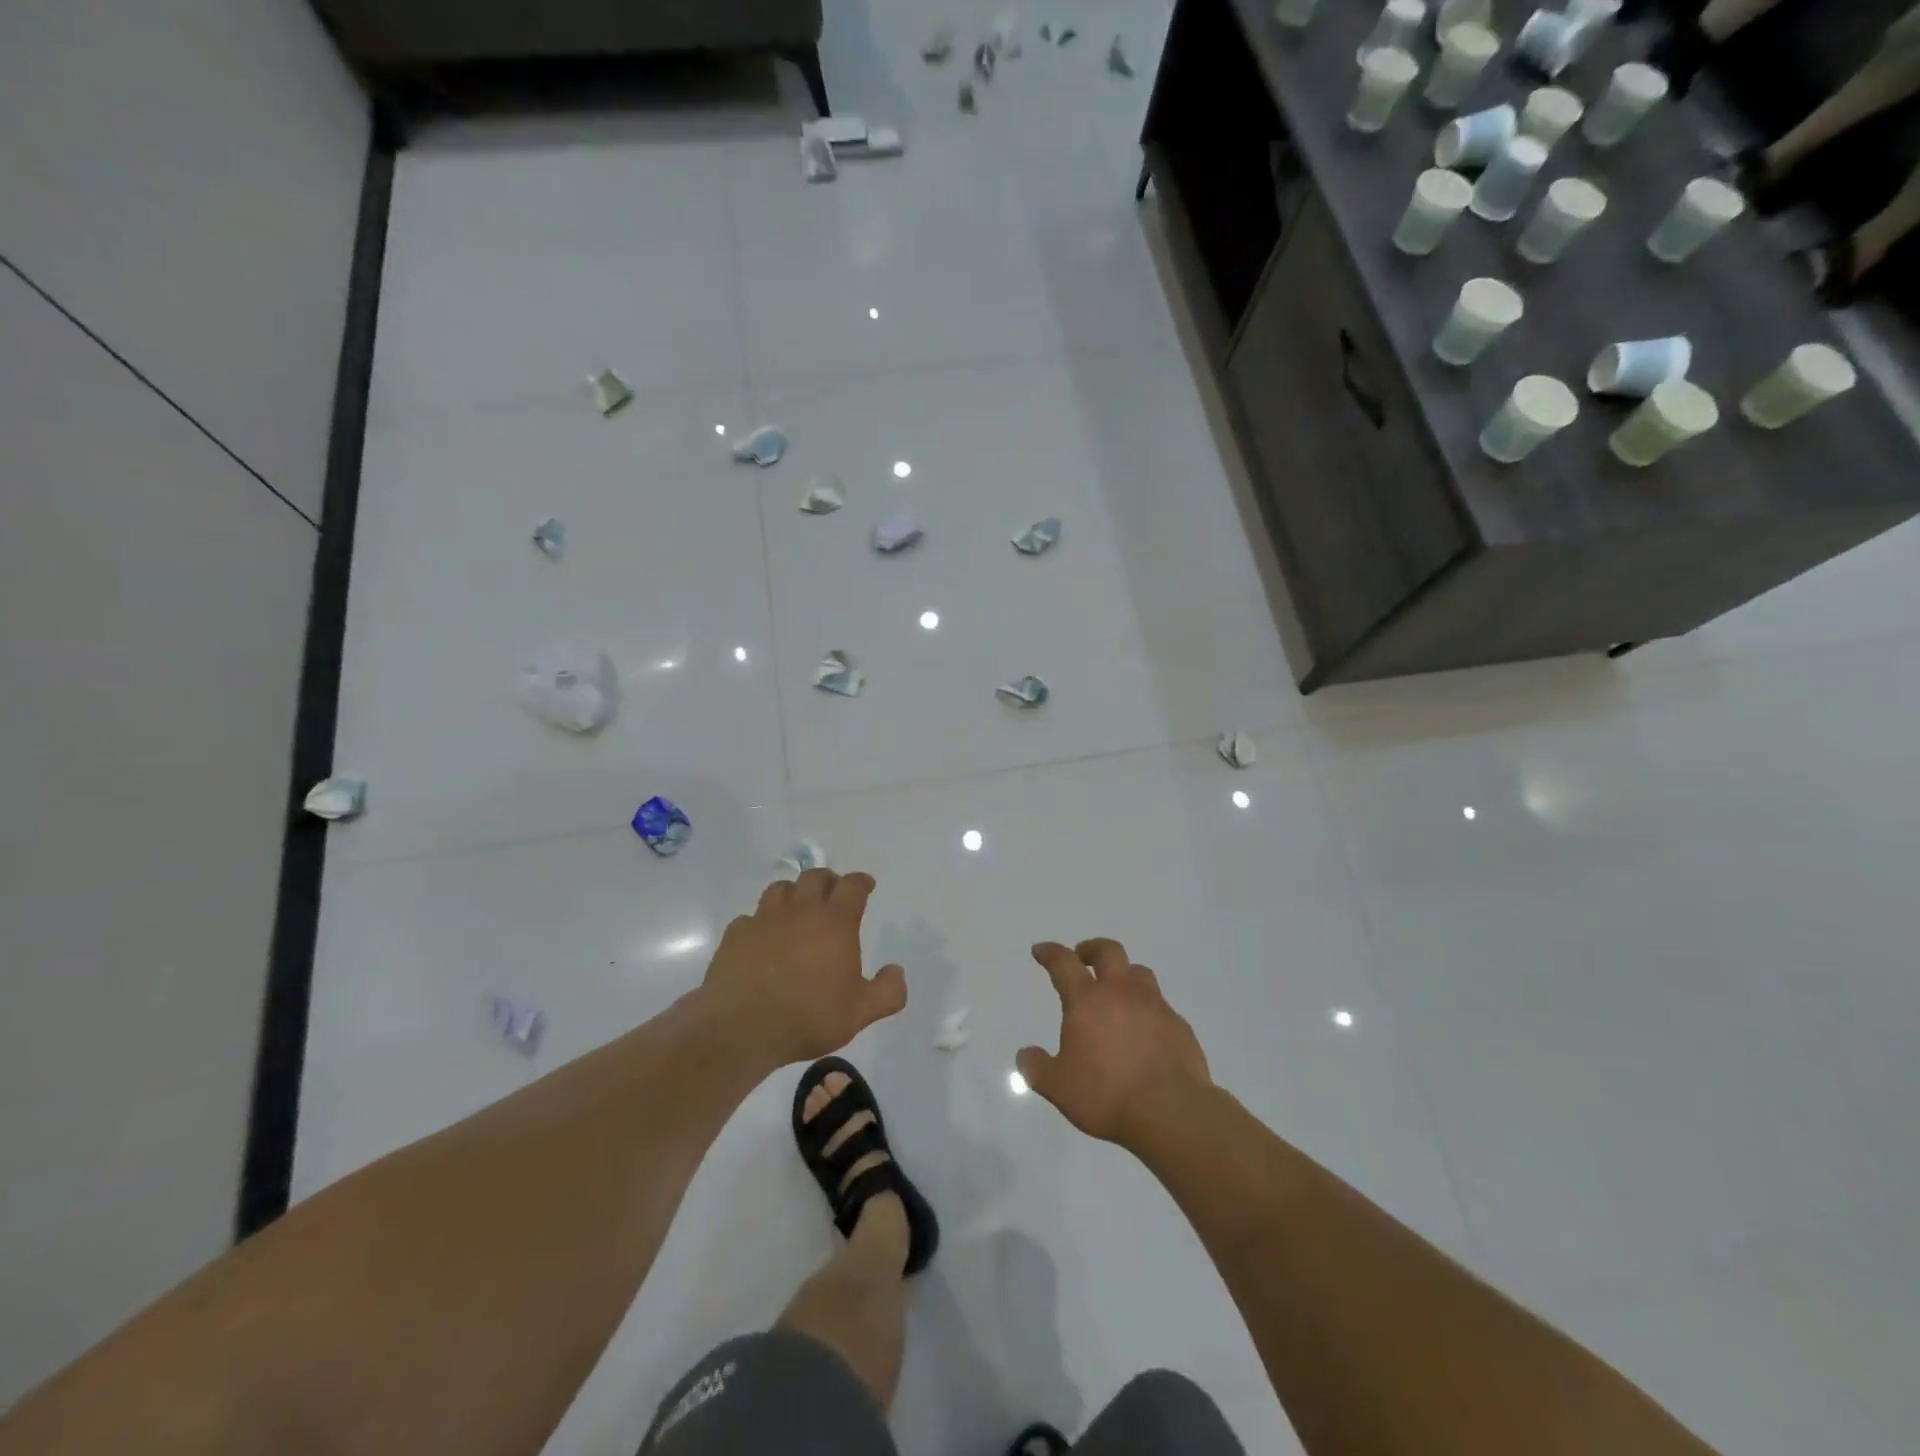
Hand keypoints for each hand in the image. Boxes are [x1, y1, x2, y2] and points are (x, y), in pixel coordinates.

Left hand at [701, 869, 906, 1065]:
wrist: (741, 1027)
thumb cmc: (808, 1016)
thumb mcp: (860, 1012)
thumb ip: (887, 992)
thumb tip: (897, 971)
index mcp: (835, 922)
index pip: (852, 886)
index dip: (861, 882)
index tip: (866, 885)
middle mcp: (800, 911)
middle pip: (815, 877)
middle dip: (828, 880)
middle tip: (833, 893)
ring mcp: (764, 919)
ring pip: (780, 889)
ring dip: (793, 893)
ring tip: (797, 908)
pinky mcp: (736, 935)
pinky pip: (750, 917)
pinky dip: (760, 922)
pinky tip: (762, 938)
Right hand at [1018, 939, 1212, 1148]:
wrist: (1171, 1112)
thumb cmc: (1107, 1095)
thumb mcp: (1059, 1087)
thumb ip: (1038, 1068)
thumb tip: (1025, 1054)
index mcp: (1087, 1001)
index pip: (1063, 963)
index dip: (1050, 952)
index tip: (1041, 950)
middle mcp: (1121, 993)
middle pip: (1108, 951)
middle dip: (1092, 949)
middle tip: (1083, 957)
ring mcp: (1154, 1006)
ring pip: (1139, 972)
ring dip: (1124, 974)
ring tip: (1117, 990)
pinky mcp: (1178, 1025)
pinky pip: (1160, 1005)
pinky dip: (1147, 1008)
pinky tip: (1145, 1029)